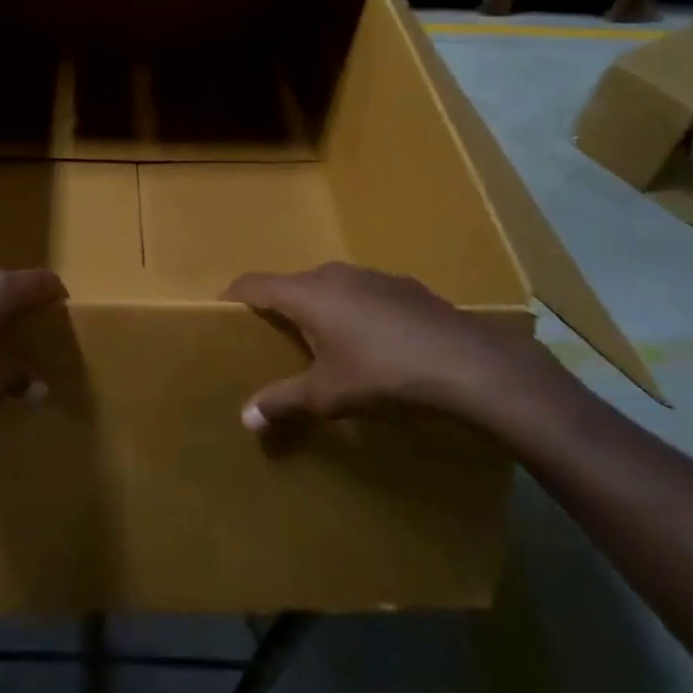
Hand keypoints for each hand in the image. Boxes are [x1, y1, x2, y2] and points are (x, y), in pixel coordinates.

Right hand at [224, 262, 557, 432]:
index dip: (233, 297)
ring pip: (330, 288)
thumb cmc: (383, 374)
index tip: (223, 317)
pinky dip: (354, 313)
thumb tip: (246, 417)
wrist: (469, 364)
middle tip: (274, 343)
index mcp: (306, 293)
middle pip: (292, 285)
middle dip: (279, 309)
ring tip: (323, 346)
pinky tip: (374, 345)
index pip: (254, 284)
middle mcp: (334, 275)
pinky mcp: (405, 287)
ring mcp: (373, 276)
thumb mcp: (328, 395)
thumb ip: (284, 401)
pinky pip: (363, 295)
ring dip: (319, 310)